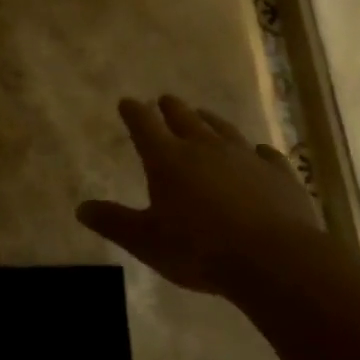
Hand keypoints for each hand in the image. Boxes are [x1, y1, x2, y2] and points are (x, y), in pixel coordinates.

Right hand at [76, 95, 318, 295]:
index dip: (133, 112)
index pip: (144, 124)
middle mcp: (205, 147)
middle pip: (184, 118)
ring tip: (204, 115)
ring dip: (210, 120)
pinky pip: (266, 155)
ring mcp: (245, 157)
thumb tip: (81, 208)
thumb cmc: (199, 249)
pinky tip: (259, 153)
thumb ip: (114, 221)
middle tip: (164, 100)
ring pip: (223, 129)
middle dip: (170, 108)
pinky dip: (258, 152)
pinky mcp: (279, 174)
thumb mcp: (146, 241)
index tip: (127, 103)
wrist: (273, 259)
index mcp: (167, 158)